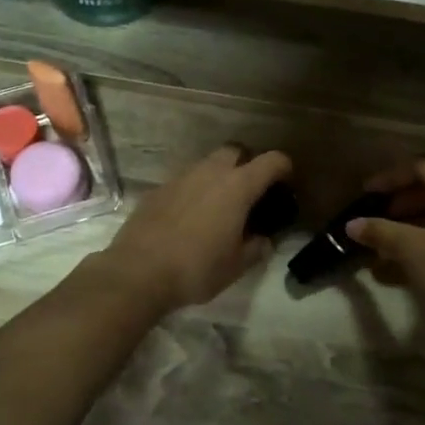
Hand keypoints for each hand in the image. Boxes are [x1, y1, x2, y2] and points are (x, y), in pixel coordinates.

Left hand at [95, 146, 293, 314]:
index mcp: (237, 187)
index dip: (284, 167)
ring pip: (207, 164)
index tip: (286, 183)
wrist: (138, 272)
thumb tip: (264, 240)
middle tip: (250, 192)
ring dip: (219, 176)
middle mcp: (210, 172)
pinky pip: (185, 181)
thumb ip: (256, 248)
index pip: (271, 160)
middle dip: (247, 164)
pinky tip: (191, 217)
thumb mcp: (236, 266)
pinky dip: (194, 191)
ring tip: (220, 206)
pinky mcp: (158, 189)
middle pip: (236, 151)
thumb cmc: (196, 269)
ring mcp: (181, 177)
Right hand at [346, 159, 424, 334]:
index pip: (423, 169)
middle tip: (376, 220)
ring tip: (383, 247)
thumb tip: (351, 225)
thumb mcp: (411, 248)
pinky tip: (402, 266)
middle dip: (399, 206)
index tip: (367, 193)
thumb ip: (380, 231)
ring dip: (410, 228)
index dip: (390, 178)